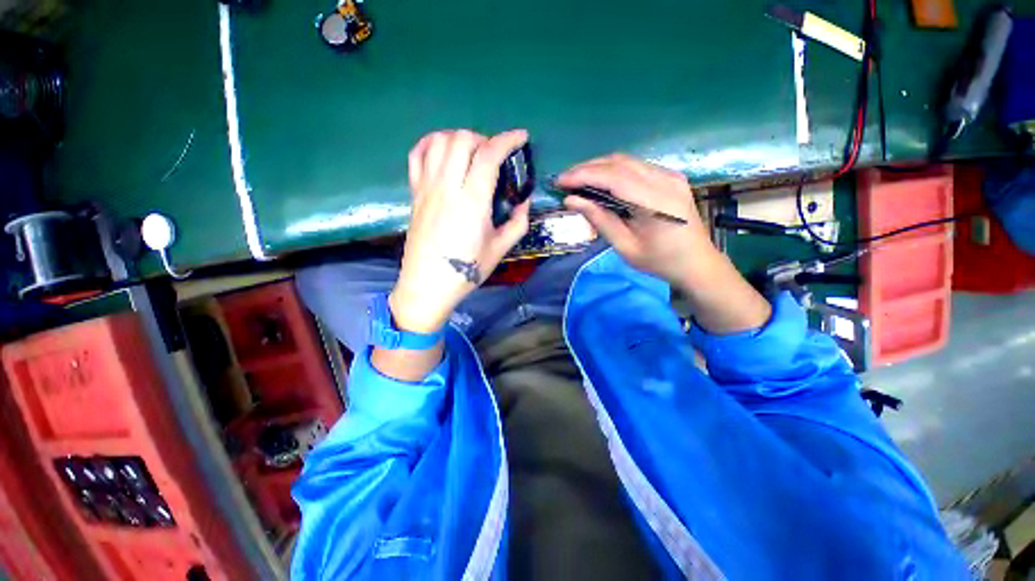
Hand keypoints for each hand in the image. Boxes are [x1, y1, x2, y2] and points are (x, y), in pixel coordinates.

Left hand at [390, 129, 530, 332]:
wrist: (428, 284)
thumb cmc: (467, 270)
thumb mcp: (500, 248)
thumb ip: (518, 222)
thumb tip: (525, 201)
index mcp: (472, 202)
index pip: (488, 155)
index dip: (507, 140)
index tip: (521, 137)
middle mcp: (447, 187)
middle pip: (462, 140)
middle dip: (484, 139)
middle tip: (495, 155)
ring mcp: (426, 188)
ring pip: (438, 141)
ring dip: (459, 138)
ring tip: (471, 152)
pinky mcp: (415, 193)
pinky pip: (417, 155)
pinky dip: (431, 143)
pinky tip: (443, 151)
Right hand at [557, 154, 770, 332]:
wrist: (697, 262)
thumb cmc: (660, 261)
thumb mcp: (625, 246)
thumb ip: (600, 220)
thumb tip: (571, 201)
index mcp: (656, 202)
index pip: (614, 177)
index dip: (583, 175)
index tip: (560, 181)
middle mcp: (666, 180)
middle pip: (619, 162)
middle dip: (587, 168)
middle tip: (564, 180)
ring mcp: (671, 175)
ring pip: (627, 161)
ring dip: (598, 167)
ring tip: (577, 180)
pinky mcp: (670, 177)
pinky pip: (636, 167)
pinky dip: (613, 171)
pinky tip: (600, 181)